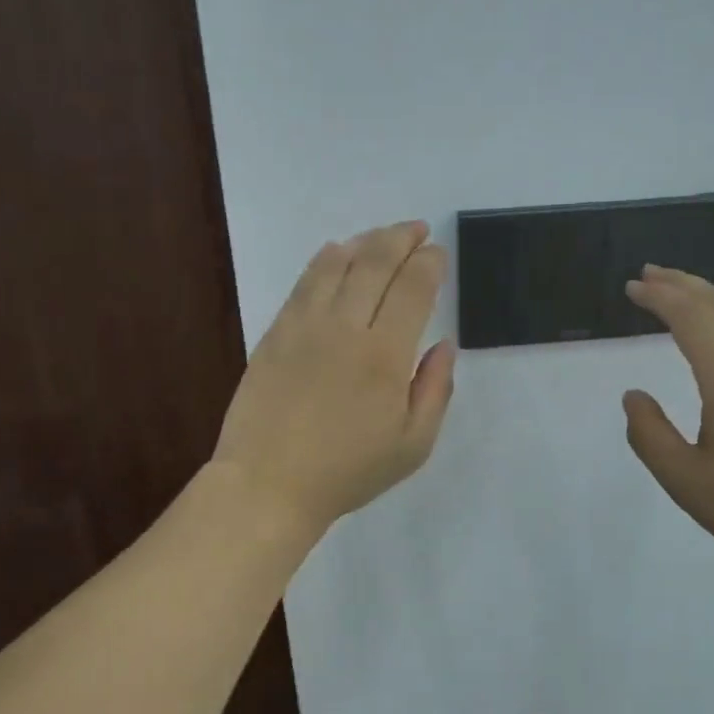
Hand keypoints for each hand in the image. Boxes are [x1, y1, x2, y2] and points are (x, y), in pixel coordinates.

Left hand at [212, 220, 455, 535]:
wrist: (268, 484)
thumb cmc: (347, 471)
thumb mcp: (412, 445)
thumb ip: (435, 389)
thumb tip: (445, 344)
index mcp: (385, 355)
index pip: (413, 289)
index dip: (429, 263)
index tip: (438, 253)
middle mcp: (346, 327)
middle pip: (376, 264)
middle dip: (401, 239)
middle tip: (416, 229)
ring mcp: (305, 325)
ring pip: (338, 264)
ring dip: (365, 242)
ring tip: (382, 235)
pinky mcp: (276, 332)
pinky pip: (304, 282)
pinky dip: (325, 260)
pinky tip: (336, 252)